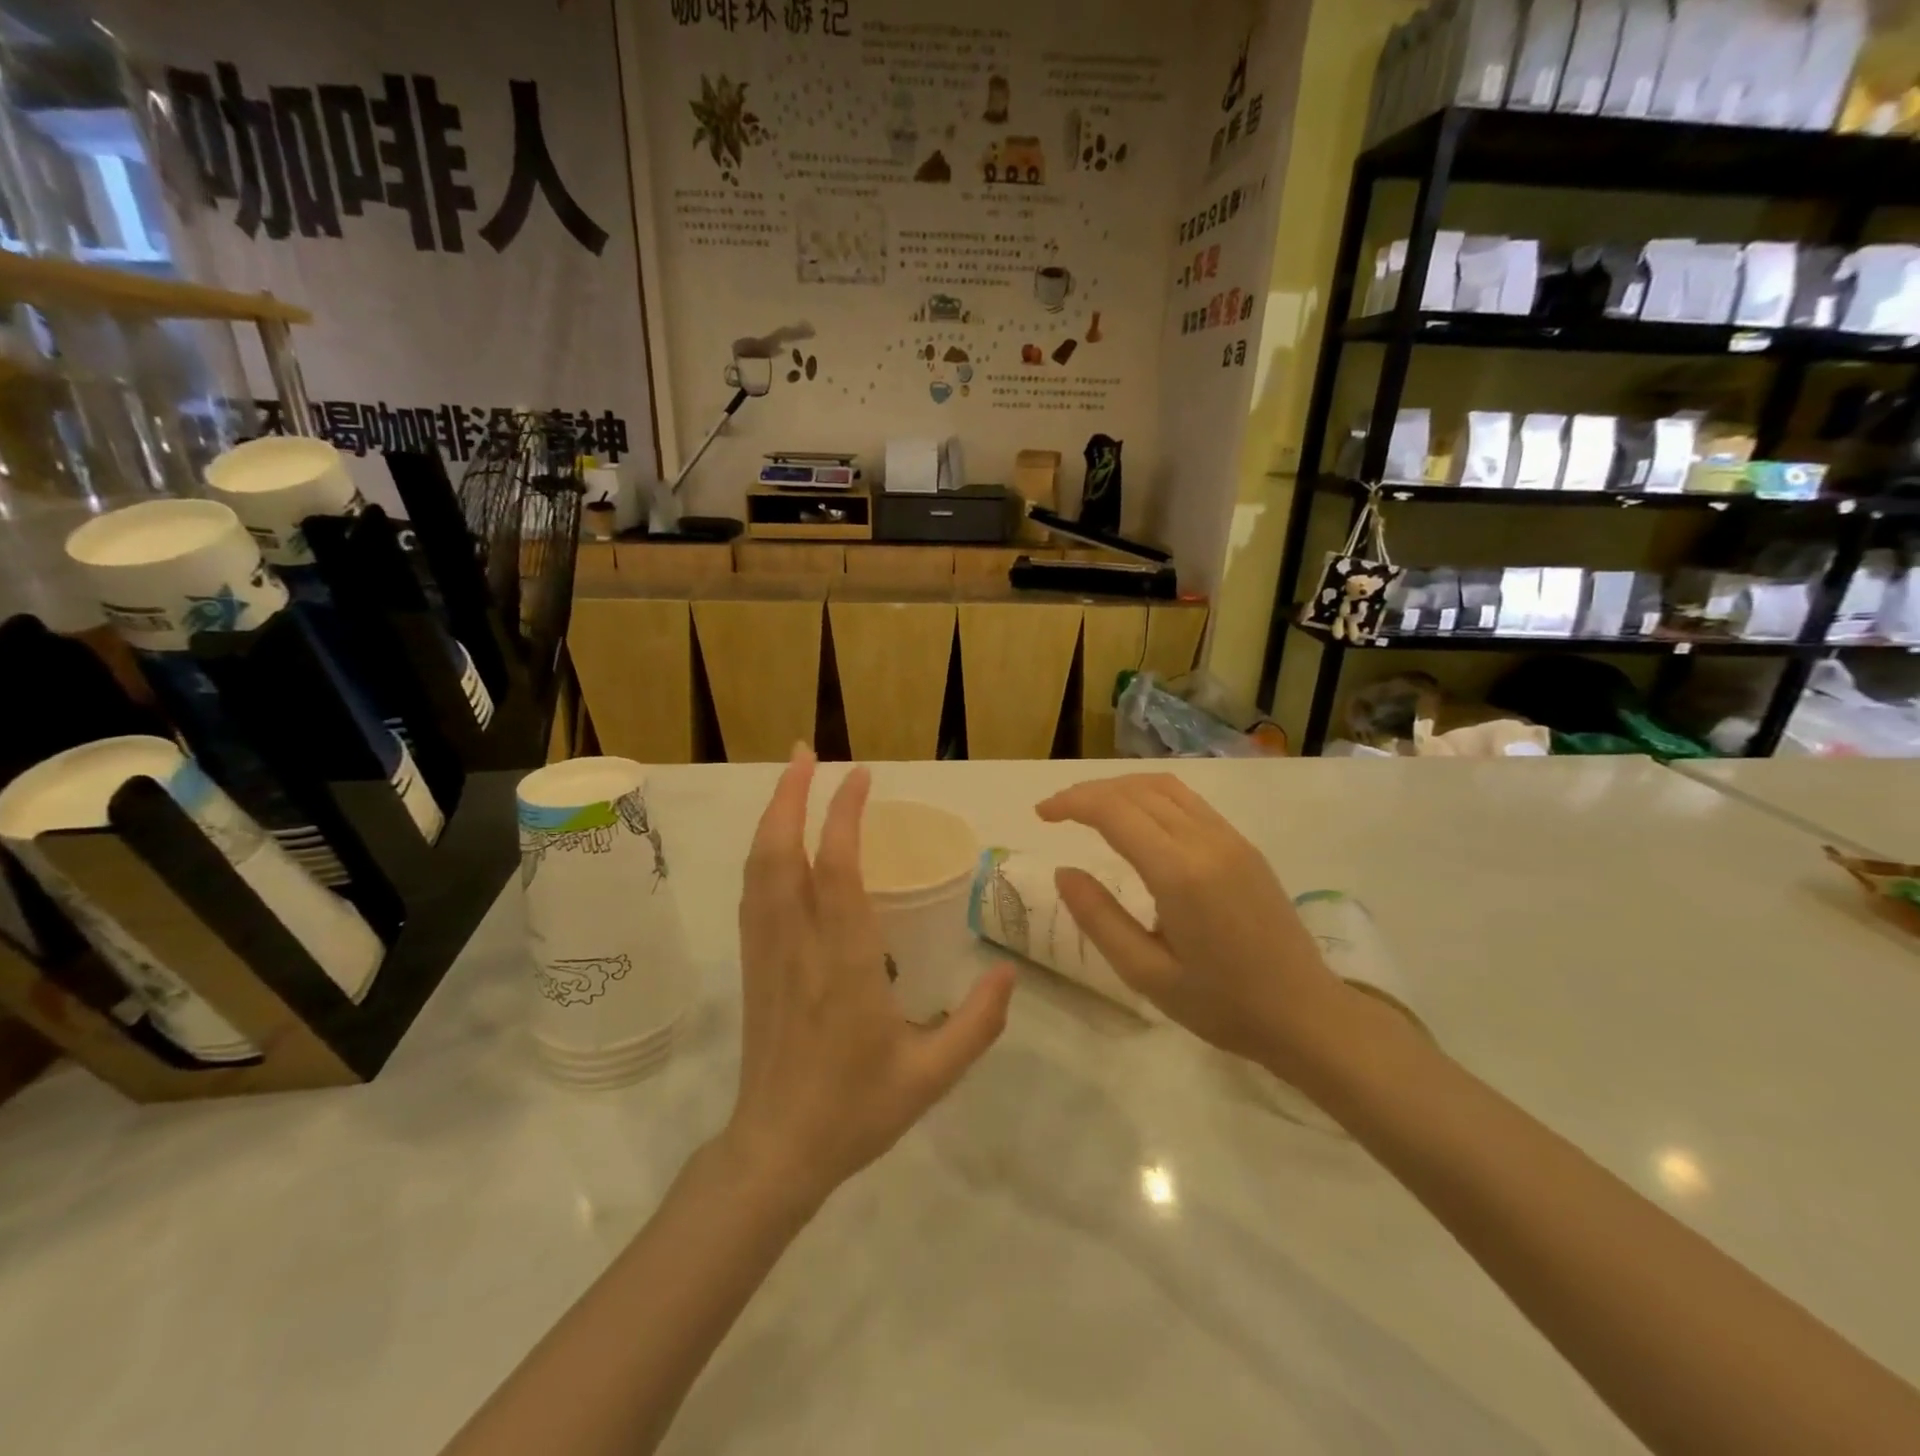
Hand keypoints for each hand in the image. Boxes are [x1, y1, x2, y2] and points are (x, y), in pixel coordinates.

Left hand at [726, 748, 1014, 1211]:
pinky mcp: (754, 963)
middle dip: (792, 795)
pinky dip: (764, 852)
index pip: (837, 870)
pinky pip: (753, 893)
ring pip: (759, 868)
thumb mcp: (931, 1076)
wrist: (776, 1150)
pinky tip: (777, 839)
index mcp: (845, 963)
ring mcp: (768, 951)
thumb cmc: (856, 1110)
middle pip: (781, 853)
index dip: (845, 815)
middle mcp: (799, 944)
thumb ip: (977, 1023)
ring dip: (774, 816)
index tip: (862, 776)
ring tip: (792, 777)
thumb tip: (1008, 972)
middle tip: (807, 751)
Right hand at [1036, 774, 1345, 1073]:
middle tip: (1056, 812)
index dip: (1072, 803)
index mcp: (1179, 873)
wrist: (1307, 1014)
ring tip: (1090, 809)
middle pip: (1136, 790)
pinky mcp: (1244, 846)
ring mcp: (1230, 839)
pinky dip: (1150, 796)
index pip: (1114, 811)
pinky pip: (1189, 801)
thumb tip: (1065, 872)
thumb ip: (1099, 919)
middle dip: (1089, 792)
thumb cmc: (1223, 1005)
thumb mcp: (1147, 974)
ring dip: (1121, 788)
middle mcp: (1206, 841)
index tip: (1042, 815)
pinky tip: (1136, 819)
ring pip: (1165, 787)